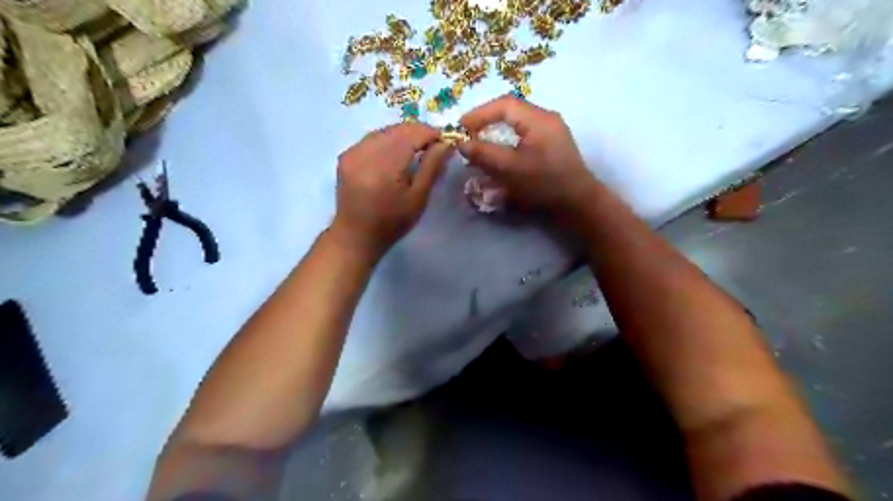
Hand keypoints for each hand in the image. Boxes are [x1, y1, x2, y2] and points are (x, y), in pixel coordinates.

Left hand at [330, 123, 449, 258]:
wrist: (356, 236)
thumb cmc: (392, 222)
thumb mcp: (418, 198)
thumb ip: (431, 166)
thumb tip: (446, 143)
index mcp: (385, 166)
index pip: (411, 134)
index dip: (430, 133)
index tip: (445, 140)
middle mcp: (366, 152)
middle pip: (397, 129)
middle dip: (418, 132)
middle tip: (434, 145)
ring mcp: (353, 152)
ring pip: (385, 131)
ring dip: (403, 135)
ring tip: (417, 148)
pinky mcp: (346, 155)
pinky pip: (372, 138)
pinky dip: (388, 140)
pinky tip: (396, 153)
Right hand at [461, 96, 598, 214]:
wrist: (578, 203)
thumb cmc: (544, 184)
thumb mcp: (510, 170)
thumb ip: (484, 154)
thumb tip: (462, 143)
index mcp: (539, 119)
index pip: (504, 105)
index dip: (479, 113)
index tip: (461, 127)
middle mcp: (547, 118)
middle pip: (511, 111)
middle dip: (487, 121)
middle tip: (469, 135)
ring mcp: (552, 130)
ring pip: (517, 123)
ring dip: (497, 131)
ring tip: (481, 144)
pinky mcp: (552, 144)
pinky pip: (525, 134)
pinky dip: (508, 140)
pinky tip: (500, 153)